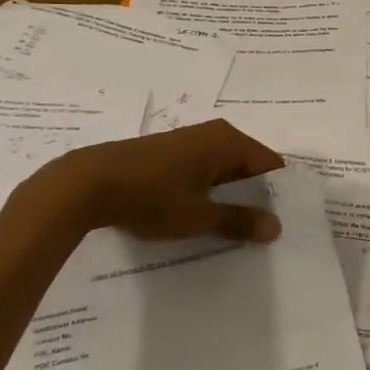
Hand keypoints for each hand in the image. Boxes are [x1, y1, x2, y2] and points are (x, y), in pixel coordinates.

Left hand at [18, 119, 285, 244]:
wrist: (84, 183)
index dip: (278, 194)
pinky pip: (203, 173)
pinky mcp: (169, 154)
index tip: (284, 224)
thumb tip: (277, 227)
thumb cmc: (149, 196)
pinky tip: (204, 221)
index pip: (270, 164)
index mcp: (227, 141)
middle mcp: (213, 134)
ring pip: (224, 172)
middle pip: (248, 167)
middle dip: (255, 198)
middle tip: (263, 235)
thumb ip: (238, 221)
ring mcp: (189, 143)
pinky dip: (209, 194)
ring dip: (230, 199)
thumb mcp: (197, 216)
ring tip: (236, 234)